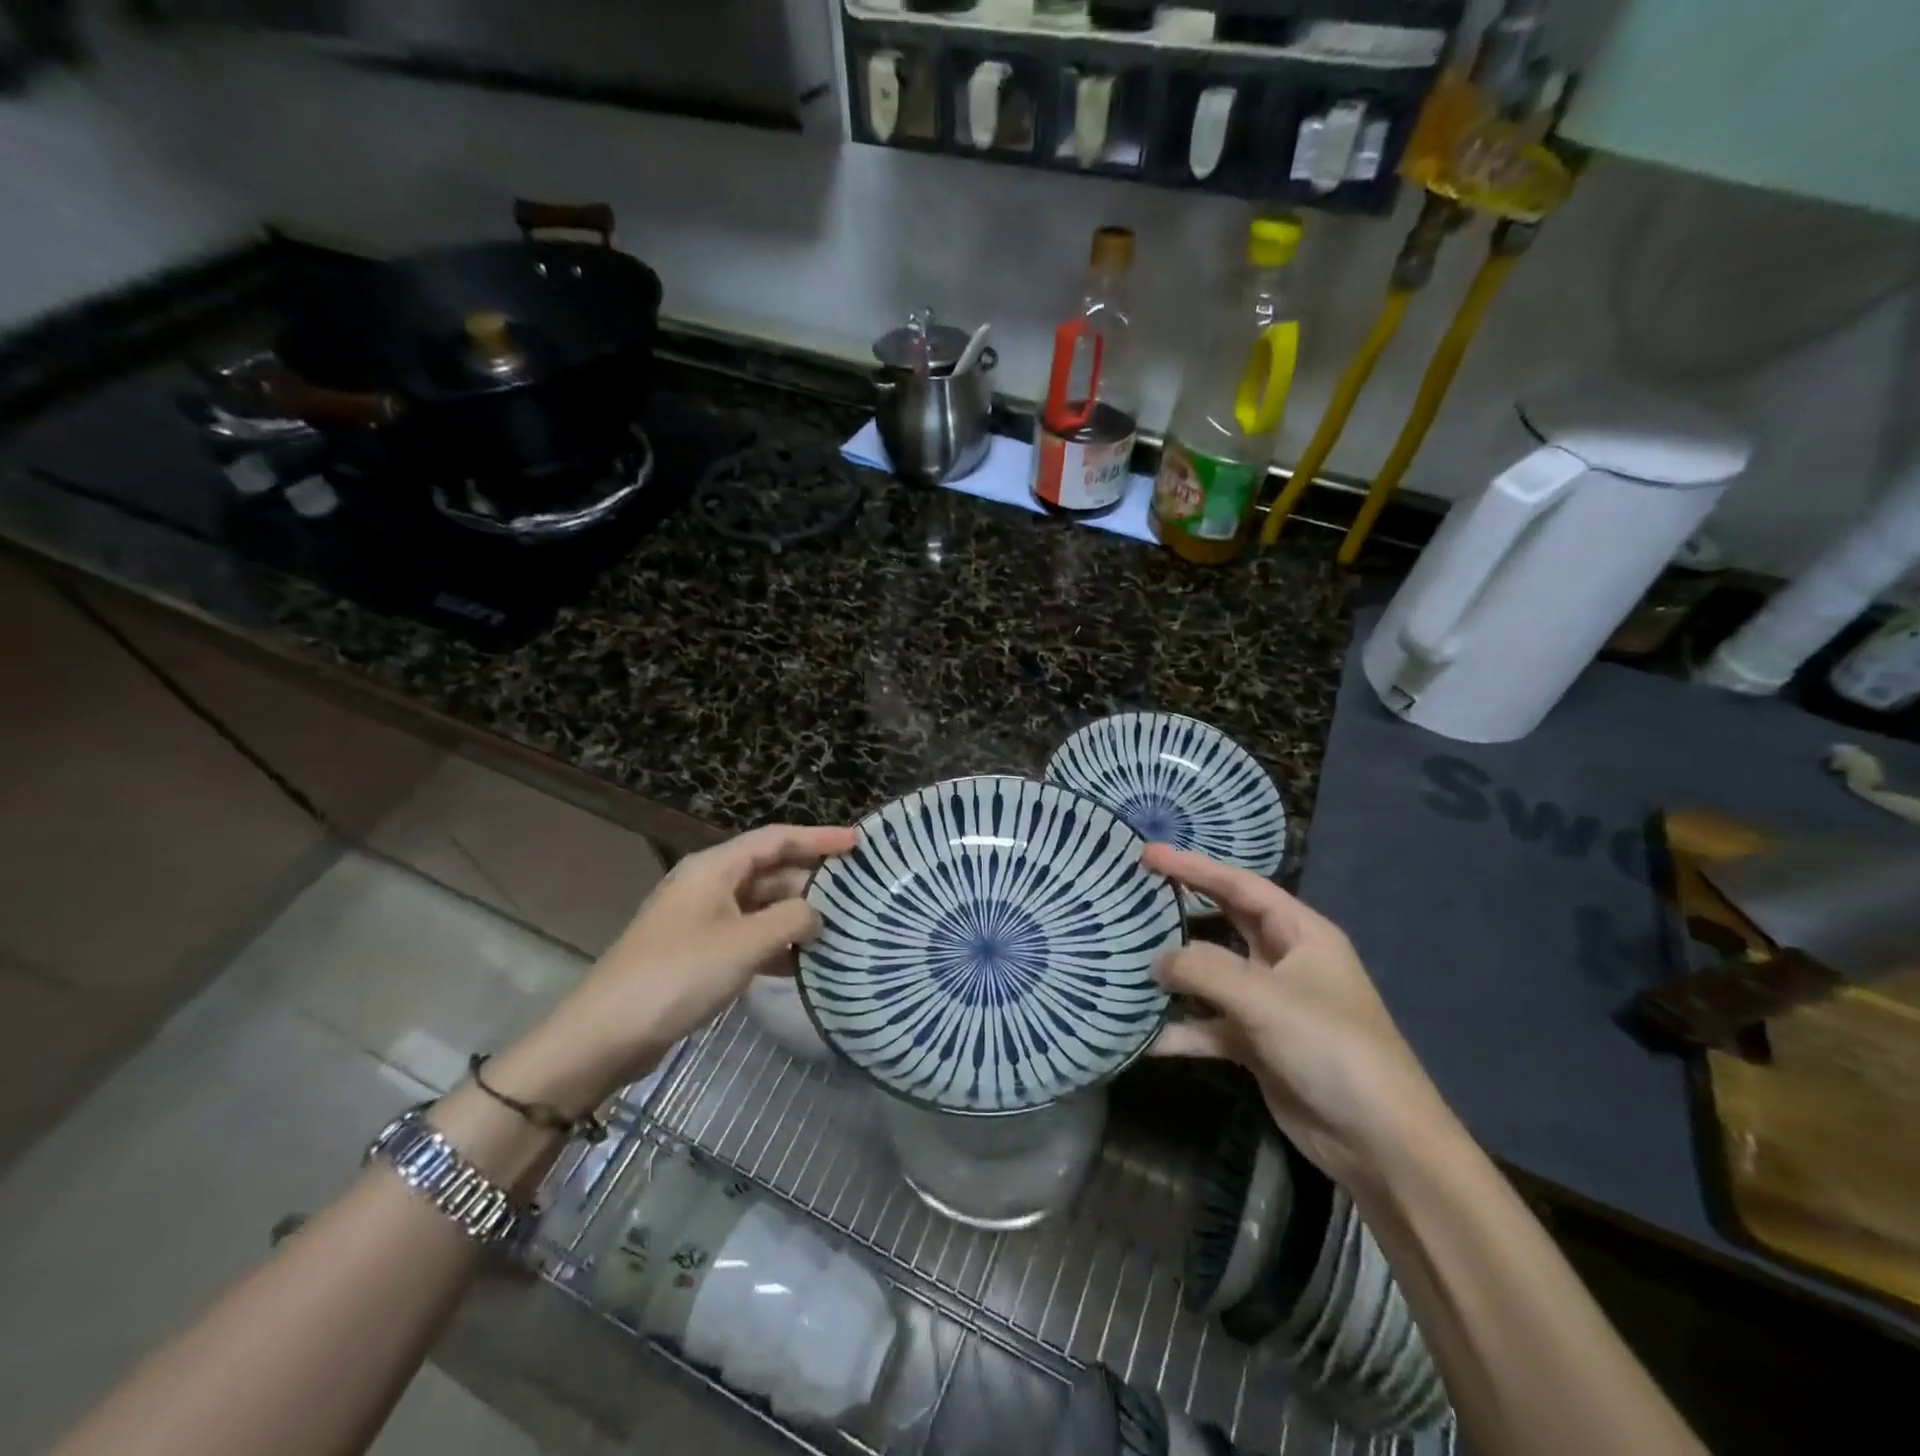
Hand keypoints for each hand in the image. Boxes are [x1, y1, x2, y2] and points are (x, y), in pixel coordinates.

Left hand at [500, 824, 857, 1112]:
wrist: (606, 1034)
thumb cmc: (678, 974)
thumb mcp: (744, 943)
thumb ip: (791, 920)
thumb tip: (818, 915)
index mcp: (715, 868)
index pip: (776, 839)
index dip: (819, 838)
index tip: (858, 843)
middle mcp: (709, 885)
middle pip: (770, 871)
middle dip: (811, 880)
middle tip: (857, 891)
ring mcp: (703, 921)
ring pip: (761, 906)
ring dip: (796, 916)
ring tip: (840, 928)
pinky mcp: (699, 953)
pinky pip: (749, 937)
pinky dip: (776, 944)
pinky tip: (804, 963)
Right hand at [1146, 844, 1453, 1187]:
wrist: (1379, 1141)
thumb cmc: (1330, 1047)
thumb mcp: (1265, 999)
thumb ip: (1204, 970)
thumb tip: (1155, 960)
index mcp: (1301, 934)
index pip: (1240, 885)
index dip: (1195, 866)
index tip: (1149, 854)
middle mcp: (1284, 961)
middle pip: (1225, 922)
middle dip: (1183, 907)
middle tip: (1134, 893)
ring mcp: (1270, 1004)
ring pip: (1212, 975)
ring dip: (1176, 971)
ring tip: (1127, 957)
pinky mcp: (1258, 1044)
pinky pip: (1210, 1026)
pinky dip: (1182, 1029)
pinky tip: (1144, 1036)